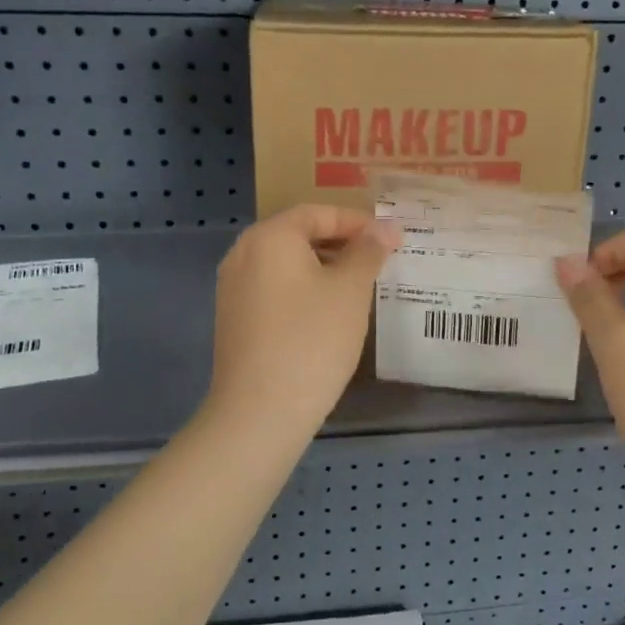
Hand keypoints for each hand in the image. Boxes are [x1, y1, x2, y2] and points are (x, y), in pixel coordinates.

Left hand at [204, 204, 398, 440]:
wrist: (260, 411)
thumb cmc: (312, 339)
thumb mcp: (350, 290)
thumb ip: (368, 252)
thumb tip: (385, 228)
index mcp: (269, 237)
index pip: (318, 213)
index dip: (357, 222)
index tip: (390, 239)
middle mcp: (243, 253)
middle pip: (299, 235)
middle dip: (341, 244)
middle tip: (379, 260)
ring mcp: (233, 288)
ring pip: (287, 264)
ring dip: (324, 268)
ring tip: (360, 286)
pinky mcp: (235, 318)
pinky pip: (275, 289)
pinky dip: (304, 290)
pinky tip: (329, 314)